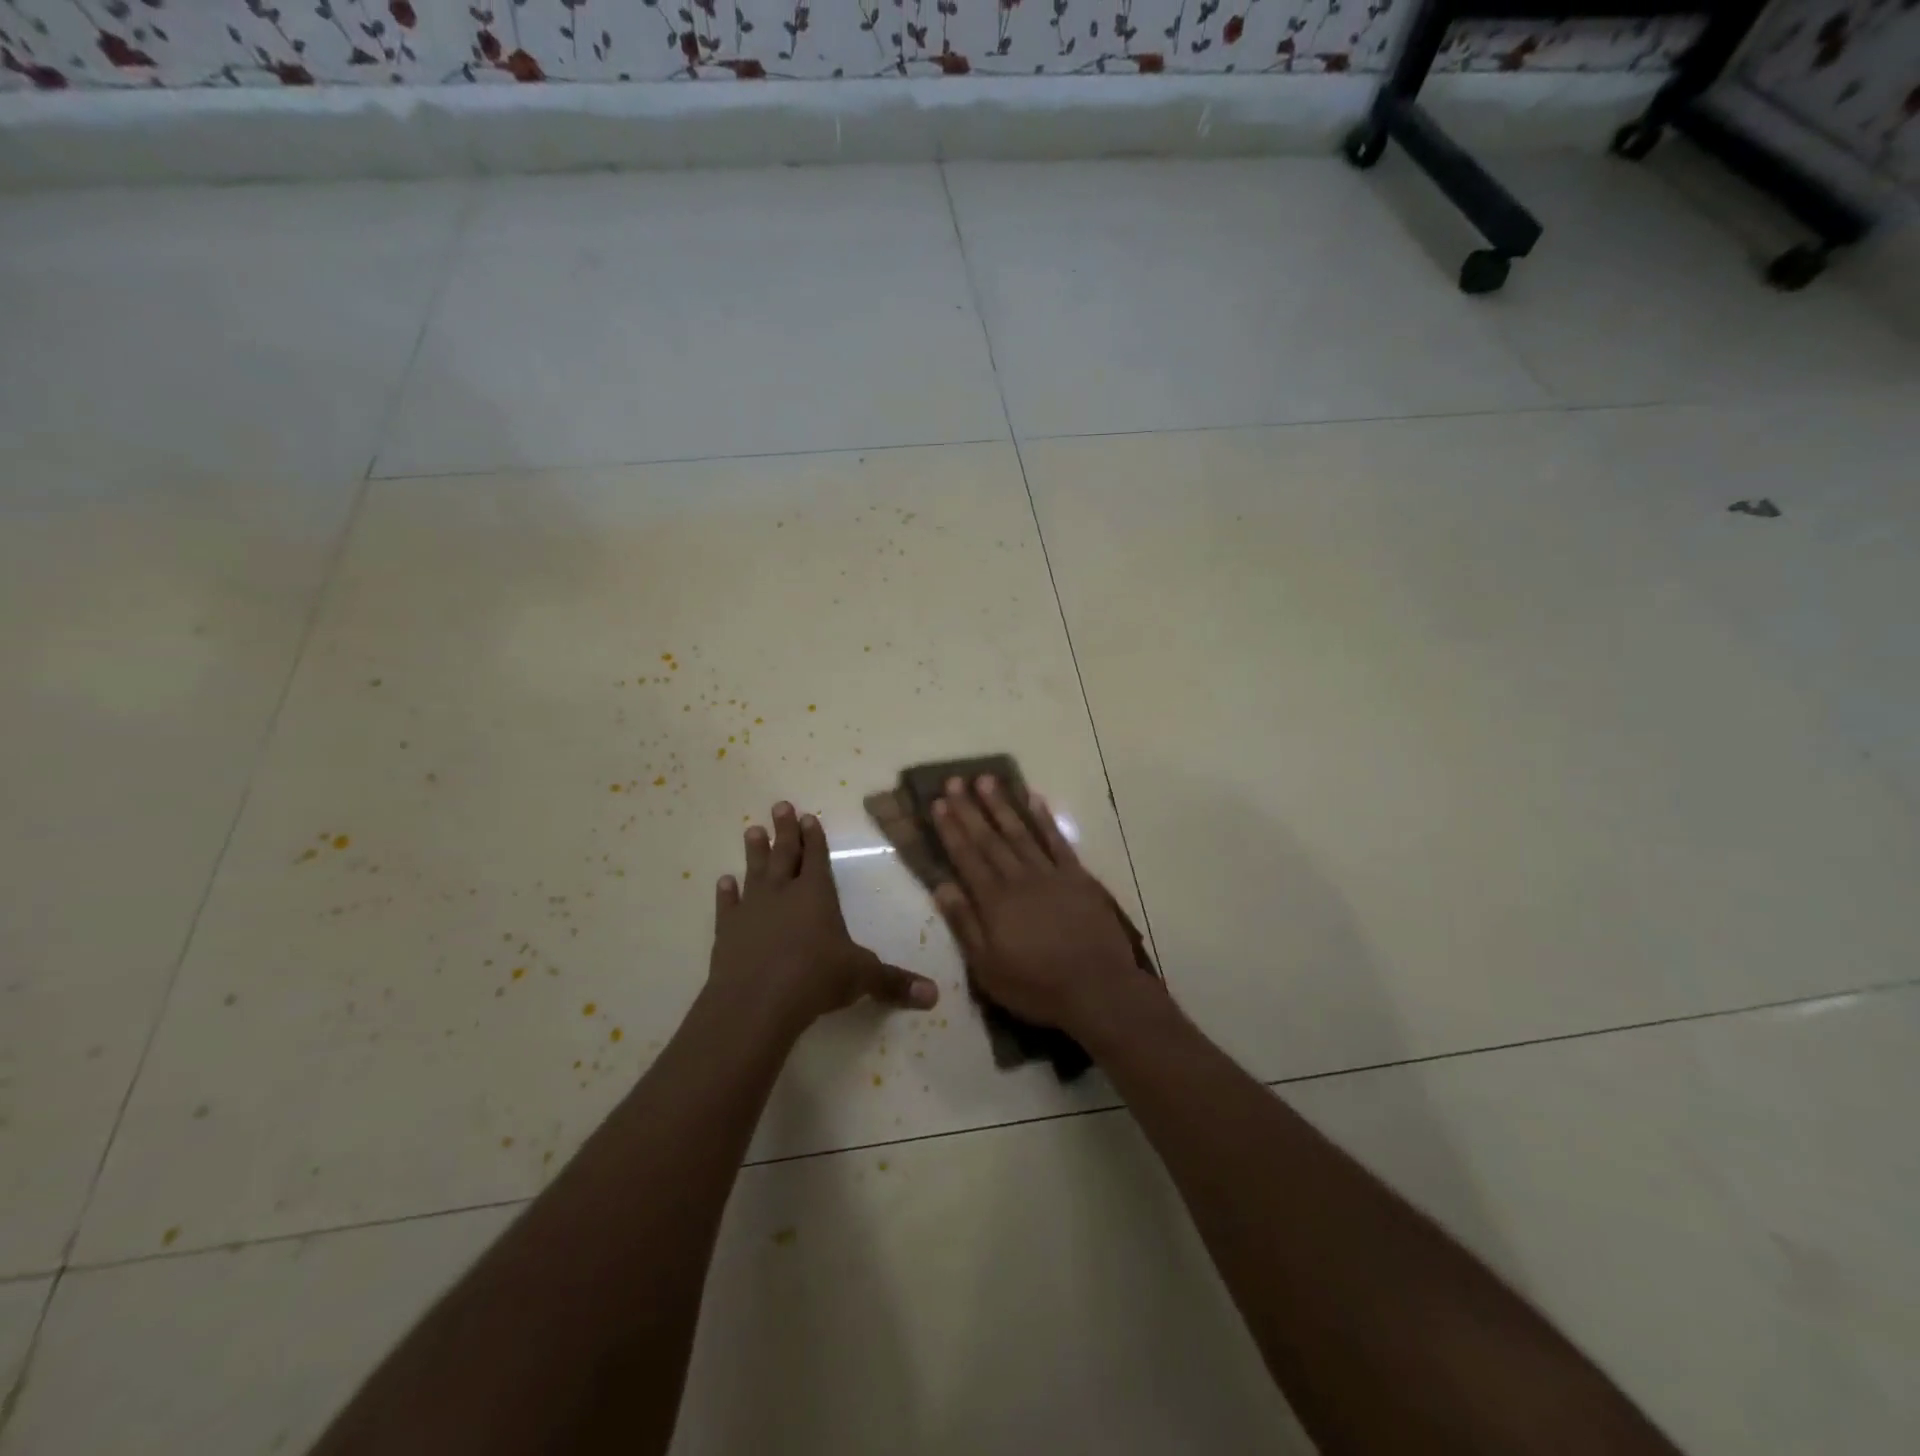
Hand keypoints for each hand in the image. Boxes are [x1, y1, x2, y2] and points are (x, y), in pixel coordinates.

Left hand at [709, 801, 938, 1033]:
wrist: (755, 1002)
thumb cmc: (814, 979)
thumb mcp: (862, 978)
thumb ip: (895, 982)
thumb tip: (935, 996)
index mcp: (817, 894)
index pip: (816, 857)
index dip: (814, 837)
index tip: (808, 816)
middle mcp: (783, 893)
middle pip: (784, 854)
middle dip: (785, 830)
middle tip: (780, 805)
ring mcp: (752, 910)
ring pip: (754, 872)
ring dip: (755, 851)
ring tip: (752, 830)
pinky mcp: (727, 931)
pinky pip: (728, 905)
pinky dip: (726, 893)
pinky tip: (724, 881)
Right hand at [931, 776, 1147, 1036]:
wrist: (1098, 988)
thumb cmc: (1036, 986)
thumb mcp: (988, 968)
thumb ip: (964, 924)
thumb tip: (942, 886)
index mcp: (994, 901)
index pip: (966, 857)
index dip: (951, 829)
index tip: (938, 803)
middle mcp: (1019, 879)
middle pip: (990, 838)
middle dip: (969, 808)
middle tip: (954, 781)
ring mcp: (1051, 874)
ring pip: (1021, 832)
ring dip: (1002, 805)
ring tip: (986, 780)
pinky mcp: (1077, 877)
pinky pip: (1057, 841)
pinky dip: (1044, 819)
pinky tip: (1034, 799)